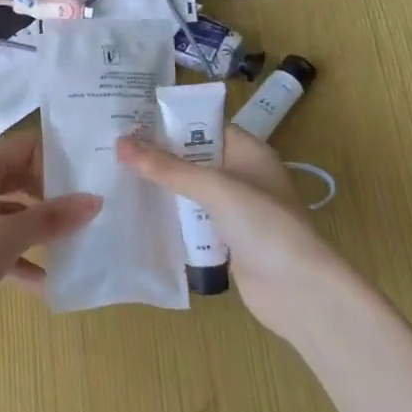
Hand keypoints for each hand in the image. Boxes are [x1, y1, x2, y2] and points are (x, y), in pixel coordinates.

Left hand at [0, 130, 101, 339]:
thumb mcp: (7, 238)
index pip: (24, 146)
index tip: (87, 180)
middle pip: (18, 177)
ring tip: (74, 242)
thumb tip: (95, 200)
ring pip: (9, 209)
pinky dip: (18, 252)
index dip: (56, 159)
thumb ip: (51, 218)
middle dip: (51, 195)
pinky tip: (45, 280)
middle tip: (86, 212)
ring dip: (37, 226)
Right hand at [117, 127, 354, 344]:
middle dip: (159, 157)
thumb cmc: (263, 225)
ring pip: (190, 192)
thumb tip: (120, 143)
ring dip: (162, 189)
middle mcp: (242, 176)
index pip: (204, 126)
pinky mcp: (226, 240)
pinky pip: (192, 221)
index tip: (130, 121)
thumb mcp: (214, 188)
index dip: (170, 122)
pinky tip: (139, 215)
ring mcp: (235, 210)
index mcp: (248, 152)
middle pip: (194, 159)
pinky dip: (171, 219)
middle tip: (114, 150)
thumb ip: (167, 167)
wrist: (298, 290)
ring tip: (116, 178)